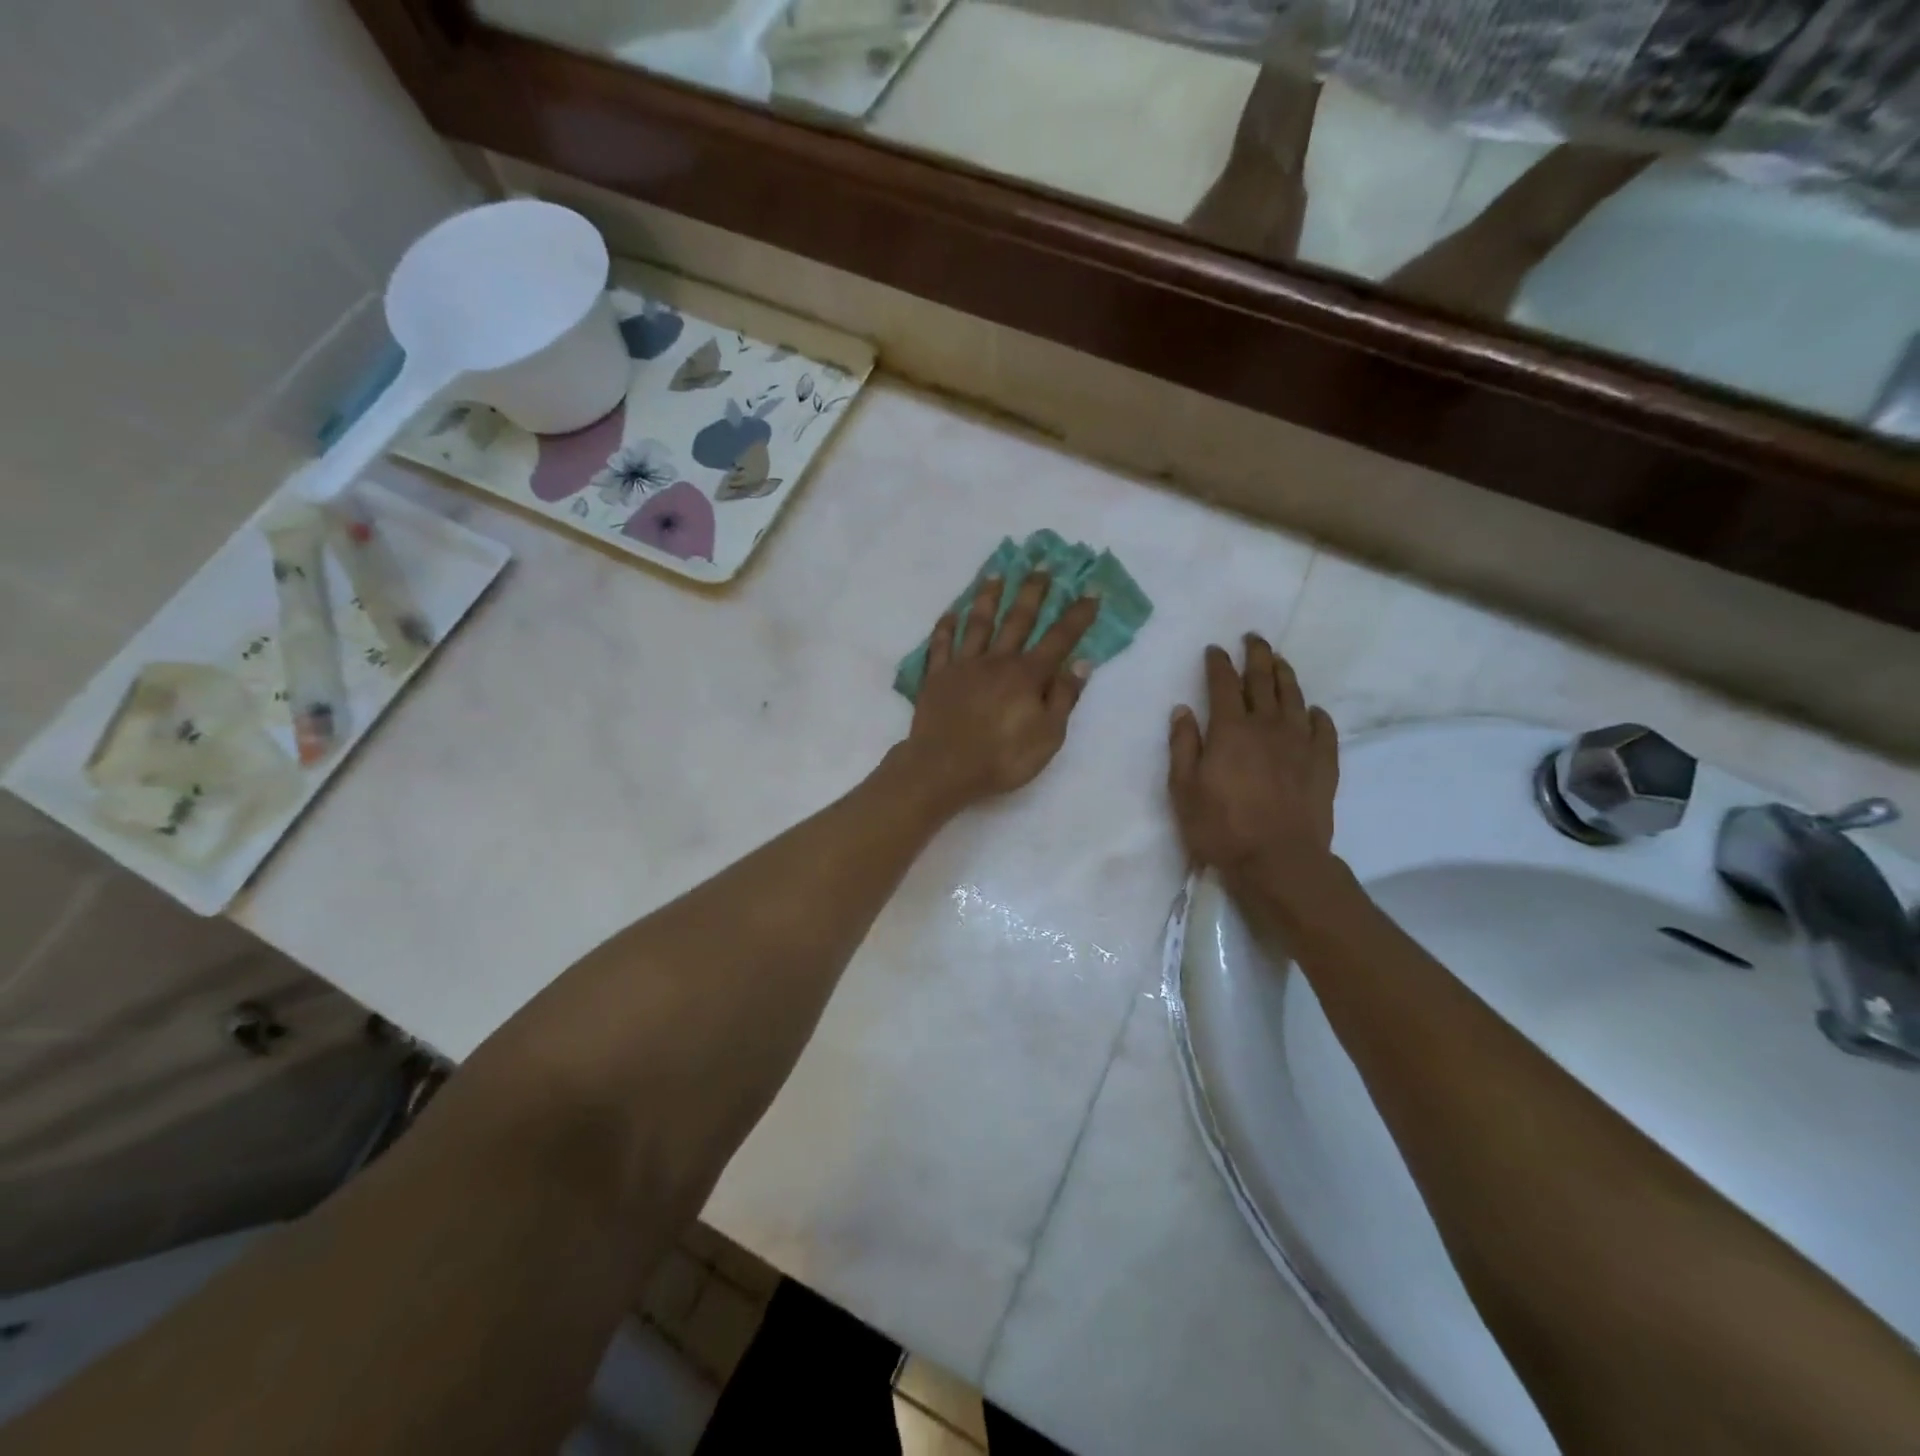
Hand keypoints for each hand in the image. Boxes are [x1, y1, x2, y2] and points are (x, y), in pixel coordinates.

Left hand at [900, 571, 1098, 808]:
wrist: (942, 769)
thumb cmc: (1001, 759)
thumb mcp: (1047, 737)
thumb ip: (1063, 698)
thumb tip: (1082, 662)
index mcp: (1027, 676)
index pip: (1059, 639)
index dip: (1077, 615)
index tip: (1091, 590)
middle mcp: (996, 661)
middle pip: (1018, 619)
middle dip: (1032, 591)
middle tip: (1041, 564)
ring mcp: (963, 666)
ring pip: (978, 623)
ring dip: (989, 596)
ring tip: (996, 573)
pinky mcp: (937, 677)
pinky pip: (941, 645)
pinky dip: (946, 626)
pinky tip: (951, 612)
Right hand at [1167, 634, 1338, 882]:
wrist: (1279, 861)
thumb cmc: (1221, 827)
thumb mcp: (1183, 789)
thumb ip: (1183, 746)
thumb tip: (1182, 710)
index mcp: (1230, 730)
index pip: (1222, 685)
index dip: (1218, 664)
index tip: (1215, 649)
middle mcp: (1267, 726)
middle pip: (1262, 680)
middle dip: (1256, 656)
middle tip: (1253, 638)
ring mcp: (1300, 743)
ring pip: (1293, 697)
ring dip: (1285, 675)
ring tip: (1279, 661)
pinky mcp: (1323, 763)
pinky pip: (1323, 729)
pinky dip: (1316, 714)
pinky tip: (1313, 710)